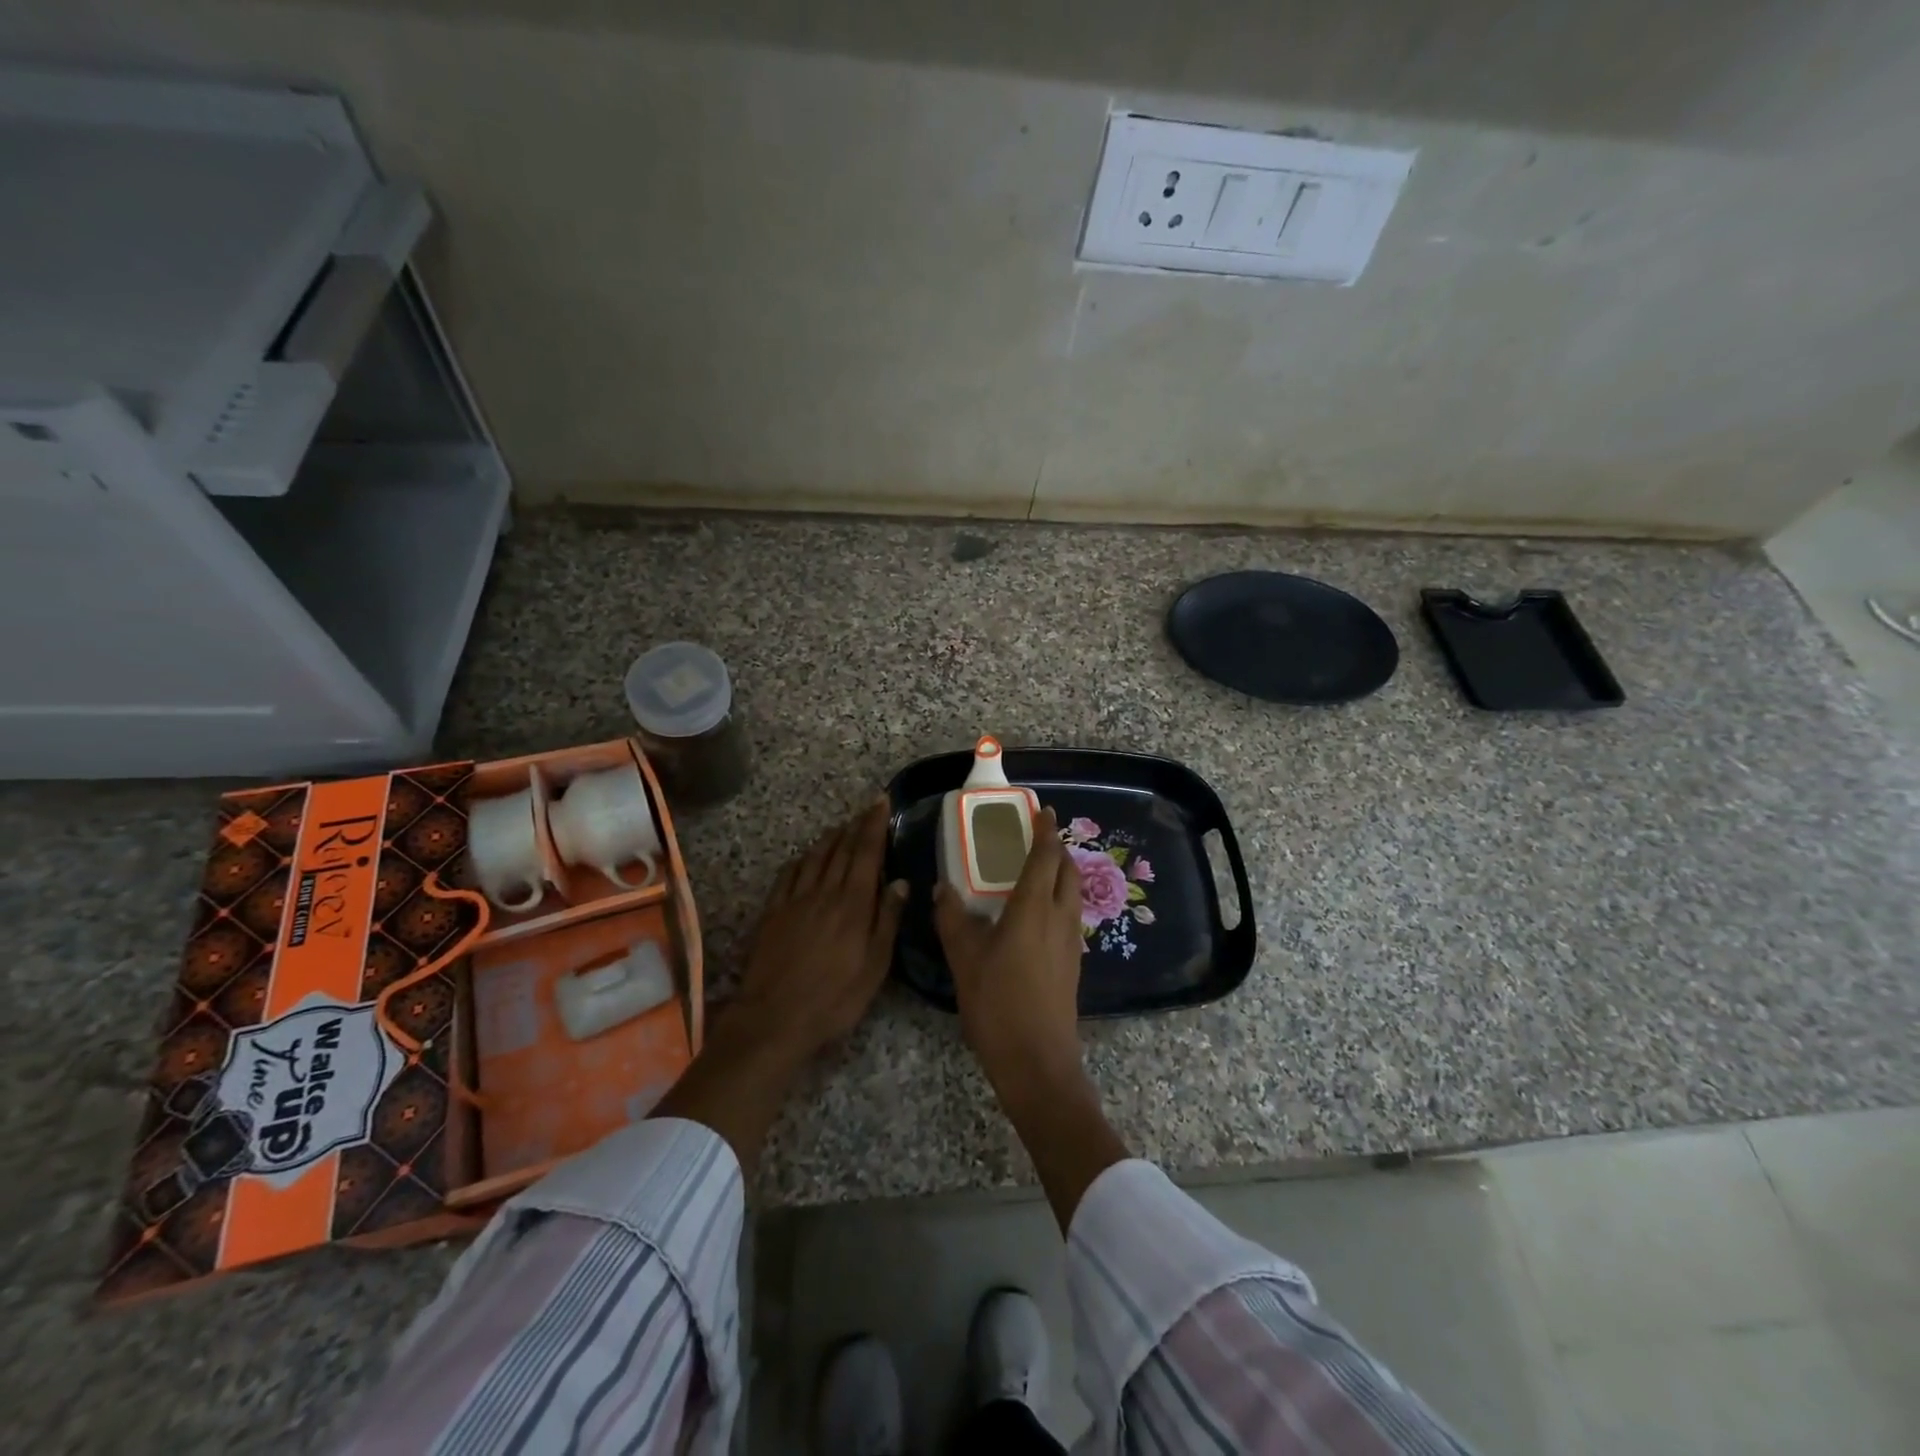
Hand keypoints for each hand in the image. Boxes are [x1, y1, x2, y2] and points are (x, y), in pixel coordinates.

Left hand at [725, 799, 908, 1063]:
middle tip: (867, 808)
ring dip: (830, 838)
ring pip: (815, 857)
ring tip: (841, 826)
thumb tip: (901, 882)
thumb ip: (887, 920)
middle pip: (842, 849)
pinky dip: (800, 859)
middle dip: (856, 825)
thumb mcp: (874, 966)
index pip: (867, 853)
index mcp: (853, 904)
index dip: (875, 825)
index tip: (881, 802)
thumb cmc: (834, 998)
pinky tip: (804, 856)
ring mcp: (795, 900)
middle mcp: (824, 892)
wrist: (774, 1017)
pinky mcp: (773, 913)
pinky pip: (788, 875)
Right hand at [933, 808, 1084, 1092]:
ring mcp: (1071, 941)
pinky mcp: (1073, 962)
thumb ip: (953, 919)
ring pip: (1073, 892)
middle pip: (1068, 870)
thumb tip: (943, 888)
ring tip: (1039, 868)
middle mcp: (1059, 917)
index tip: (1044, 810)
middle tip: (1038, 837)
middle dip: (1057, 848)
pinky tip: (1038, 912)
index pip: (1045, 856)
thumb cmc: (997, 1004)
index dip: (1046, 831)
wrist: (1038, 1061)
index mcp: (1033, 908)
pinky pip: (1071, 914)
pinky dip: (1060, 897)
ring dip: (1061, 872)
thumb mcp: (964, 960)